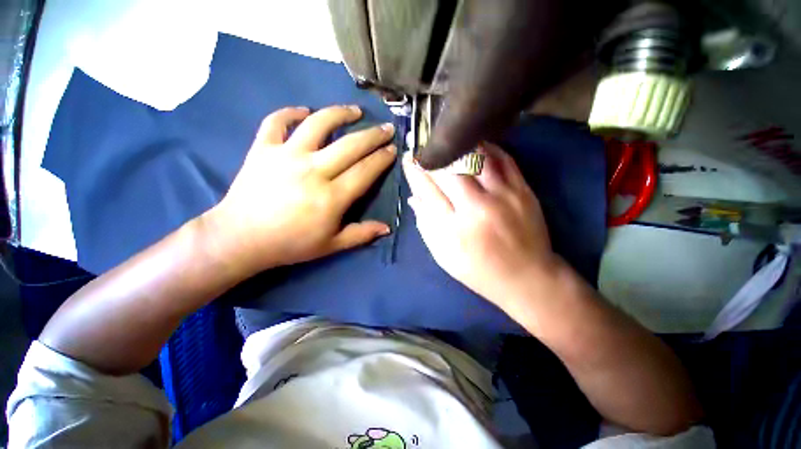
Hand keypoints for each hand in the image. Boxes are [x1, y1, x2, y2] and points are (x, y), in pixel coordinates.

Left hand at [203, 106, 396, 276]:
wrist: (240, 238)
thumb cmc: (290, 244)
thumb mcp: (332, 245)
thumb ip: (361, 234)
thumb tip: (387, 228)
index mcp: (332, 197)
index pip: (365, 171)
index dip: (382, 159)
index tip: (393, 150)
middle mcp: (313, 171)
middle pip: (350, 145)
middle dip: (373, 135)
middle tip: (386, 128)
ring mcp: (286, 156)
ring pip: (318, 124)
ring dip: (340, 114)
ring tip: (354, 111)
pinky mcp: (263, 149)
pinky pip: (277, 122)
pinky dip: (290, 112)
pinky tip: (305, 111)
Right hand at [403, 143, 553, 308]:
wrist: (528, 278)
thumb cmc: (479, 271)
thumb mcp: (445, 256)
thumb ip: (426, 226)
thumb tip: (414, 198)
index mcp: (454, 228)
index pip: (428, 190)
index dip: (415, 172)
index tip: (408, 159)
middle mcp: (477, 207)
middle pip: (449, 170)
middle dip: (432, 155)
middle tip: (423, 146)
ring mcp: (503, 196)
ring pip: (476, 158)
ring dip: (458, 146)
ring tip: (447, 140)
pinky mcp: (523, 191)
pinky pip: (503, 160)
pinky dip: (487, 148)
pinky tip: (476, 145)